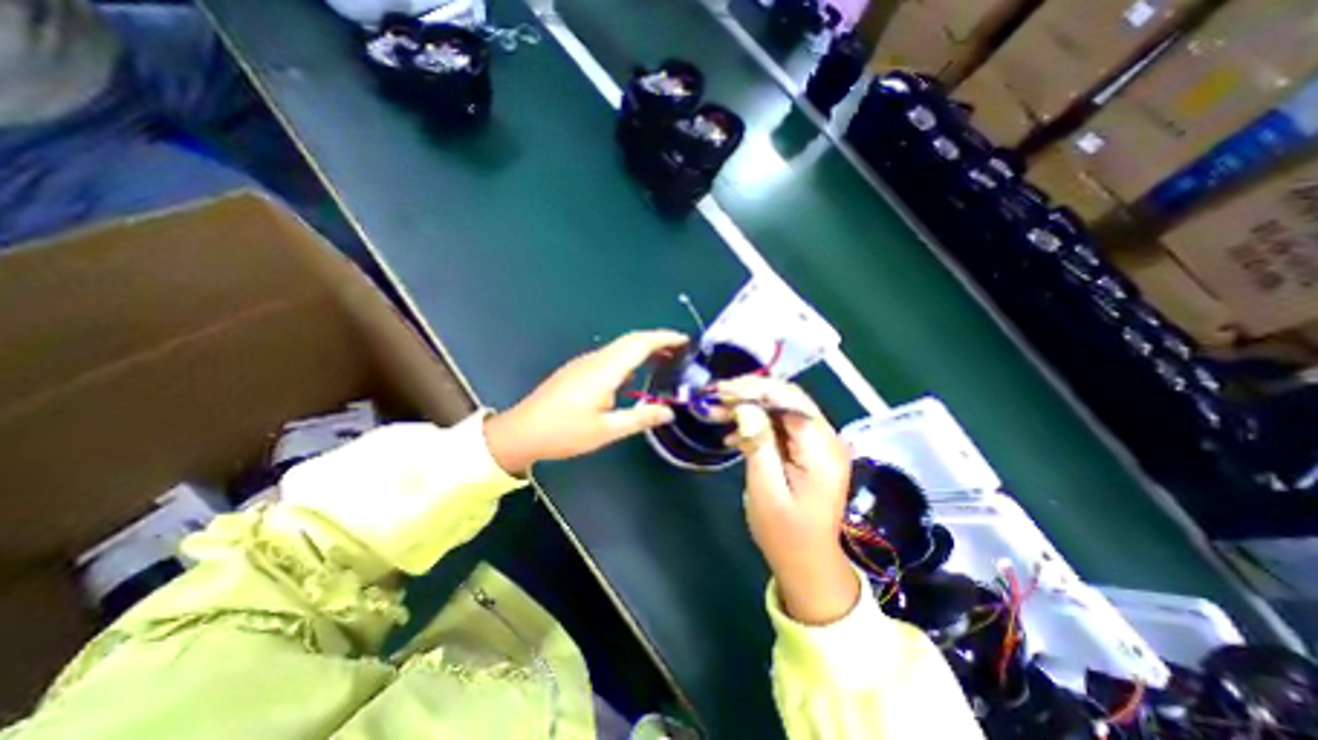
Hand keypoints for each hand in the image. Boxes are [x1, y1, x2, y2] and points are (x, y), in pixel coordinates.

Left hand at [481, 330, 690, 474]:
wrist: (522, 432)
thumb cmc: (564, 432)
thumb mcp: (606, 431)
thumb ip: (640, 418)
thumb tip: (668, 411)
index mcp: (605, 370)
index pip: (640, 344)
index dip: (664, 338)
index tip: (685, 340)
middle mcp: (596, 360)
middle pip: (631, 340)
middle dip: (657, 340)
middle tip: (680, 350)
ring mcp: (585, 363)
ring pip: (620, 347)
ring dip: (644, 348)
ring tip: (664, 360)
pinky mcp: (579, 370)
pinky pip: (611, 356)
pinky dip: (630, 357)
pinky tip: (635, 375)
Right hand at [717, 375, 861, 623]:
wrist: (808, 564)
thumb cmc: (785, 534)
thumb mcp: (766, 490)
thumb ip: (758, 444)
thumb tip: (745, 407)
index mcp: (821, 448)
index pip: (789, 399)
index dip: (753, 389)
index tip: (721, 392)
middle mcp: (825, 438)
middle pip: (786, 398)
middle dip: (749, 393)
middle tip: (715, 398)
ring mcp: (818, 443)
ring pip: (781, 408)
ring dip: (748, 407)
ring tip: (717, 413)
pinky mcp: (807, 450)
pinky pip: (780, 426)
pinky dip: (756, 424)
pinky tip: (733, 436)